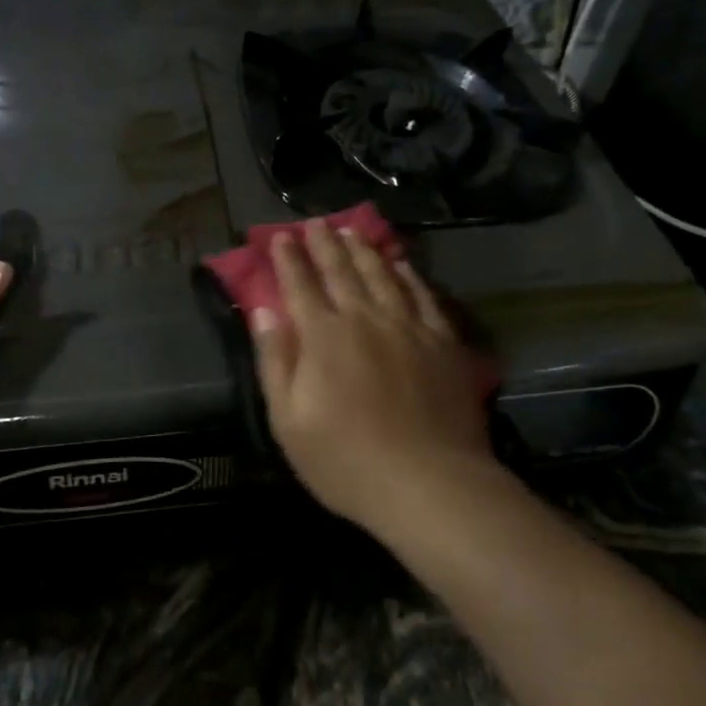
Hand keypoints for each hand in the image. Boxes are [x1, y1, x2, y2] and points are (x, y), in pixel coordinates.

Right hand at [251, 220, 493, 529]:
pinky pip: (422, 296)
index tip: (281, 236)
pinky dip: (408, 276)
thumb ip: (275, 361)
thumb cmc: (347, 460)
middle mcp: (365, 319)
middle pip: (341, 271)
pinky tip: (402, 265)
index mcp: (324, 336)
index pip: (300, 285)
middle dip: (324, 244)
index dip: (288, 258)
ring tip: (352, 232)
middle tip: (316, 222)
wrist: (430, 483)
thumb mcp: (289, 421)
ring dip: (364, 251)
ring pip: (382, 275)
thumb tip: (264, 312)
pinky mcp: (442, 341)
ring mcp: (408, 327)